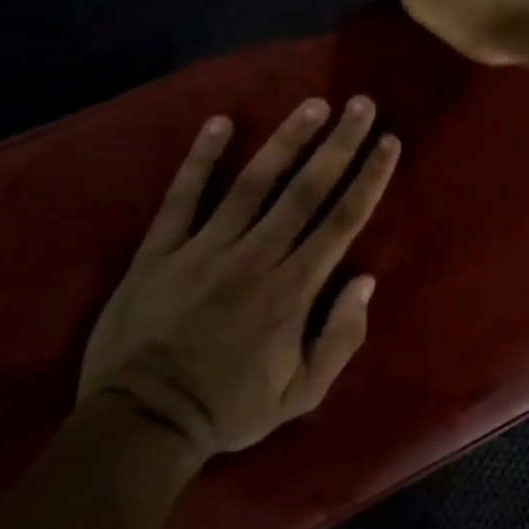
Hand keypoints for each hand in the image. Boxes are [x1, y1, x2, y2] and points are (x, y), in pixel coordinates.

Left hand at [80, 97, 398, 460]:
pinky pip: (182, 197)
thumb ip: (340, 339)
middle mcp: (256, 256)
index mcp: (293, 289)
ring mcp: (204, 249)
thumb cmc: (228, 407)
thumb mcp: (301, 394)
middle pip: (306, 189)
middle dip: (339, 143)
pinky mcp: (160, 251)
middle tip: (360, 104)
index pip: (342, 220)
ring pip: (253, 183)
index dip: (369, 177)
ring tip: (313, 104)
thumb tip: (365, 281)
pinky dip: (200, 158)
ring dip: (286, 140)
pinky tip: (220, 122)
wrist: (140, 424)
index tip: (388, 141)